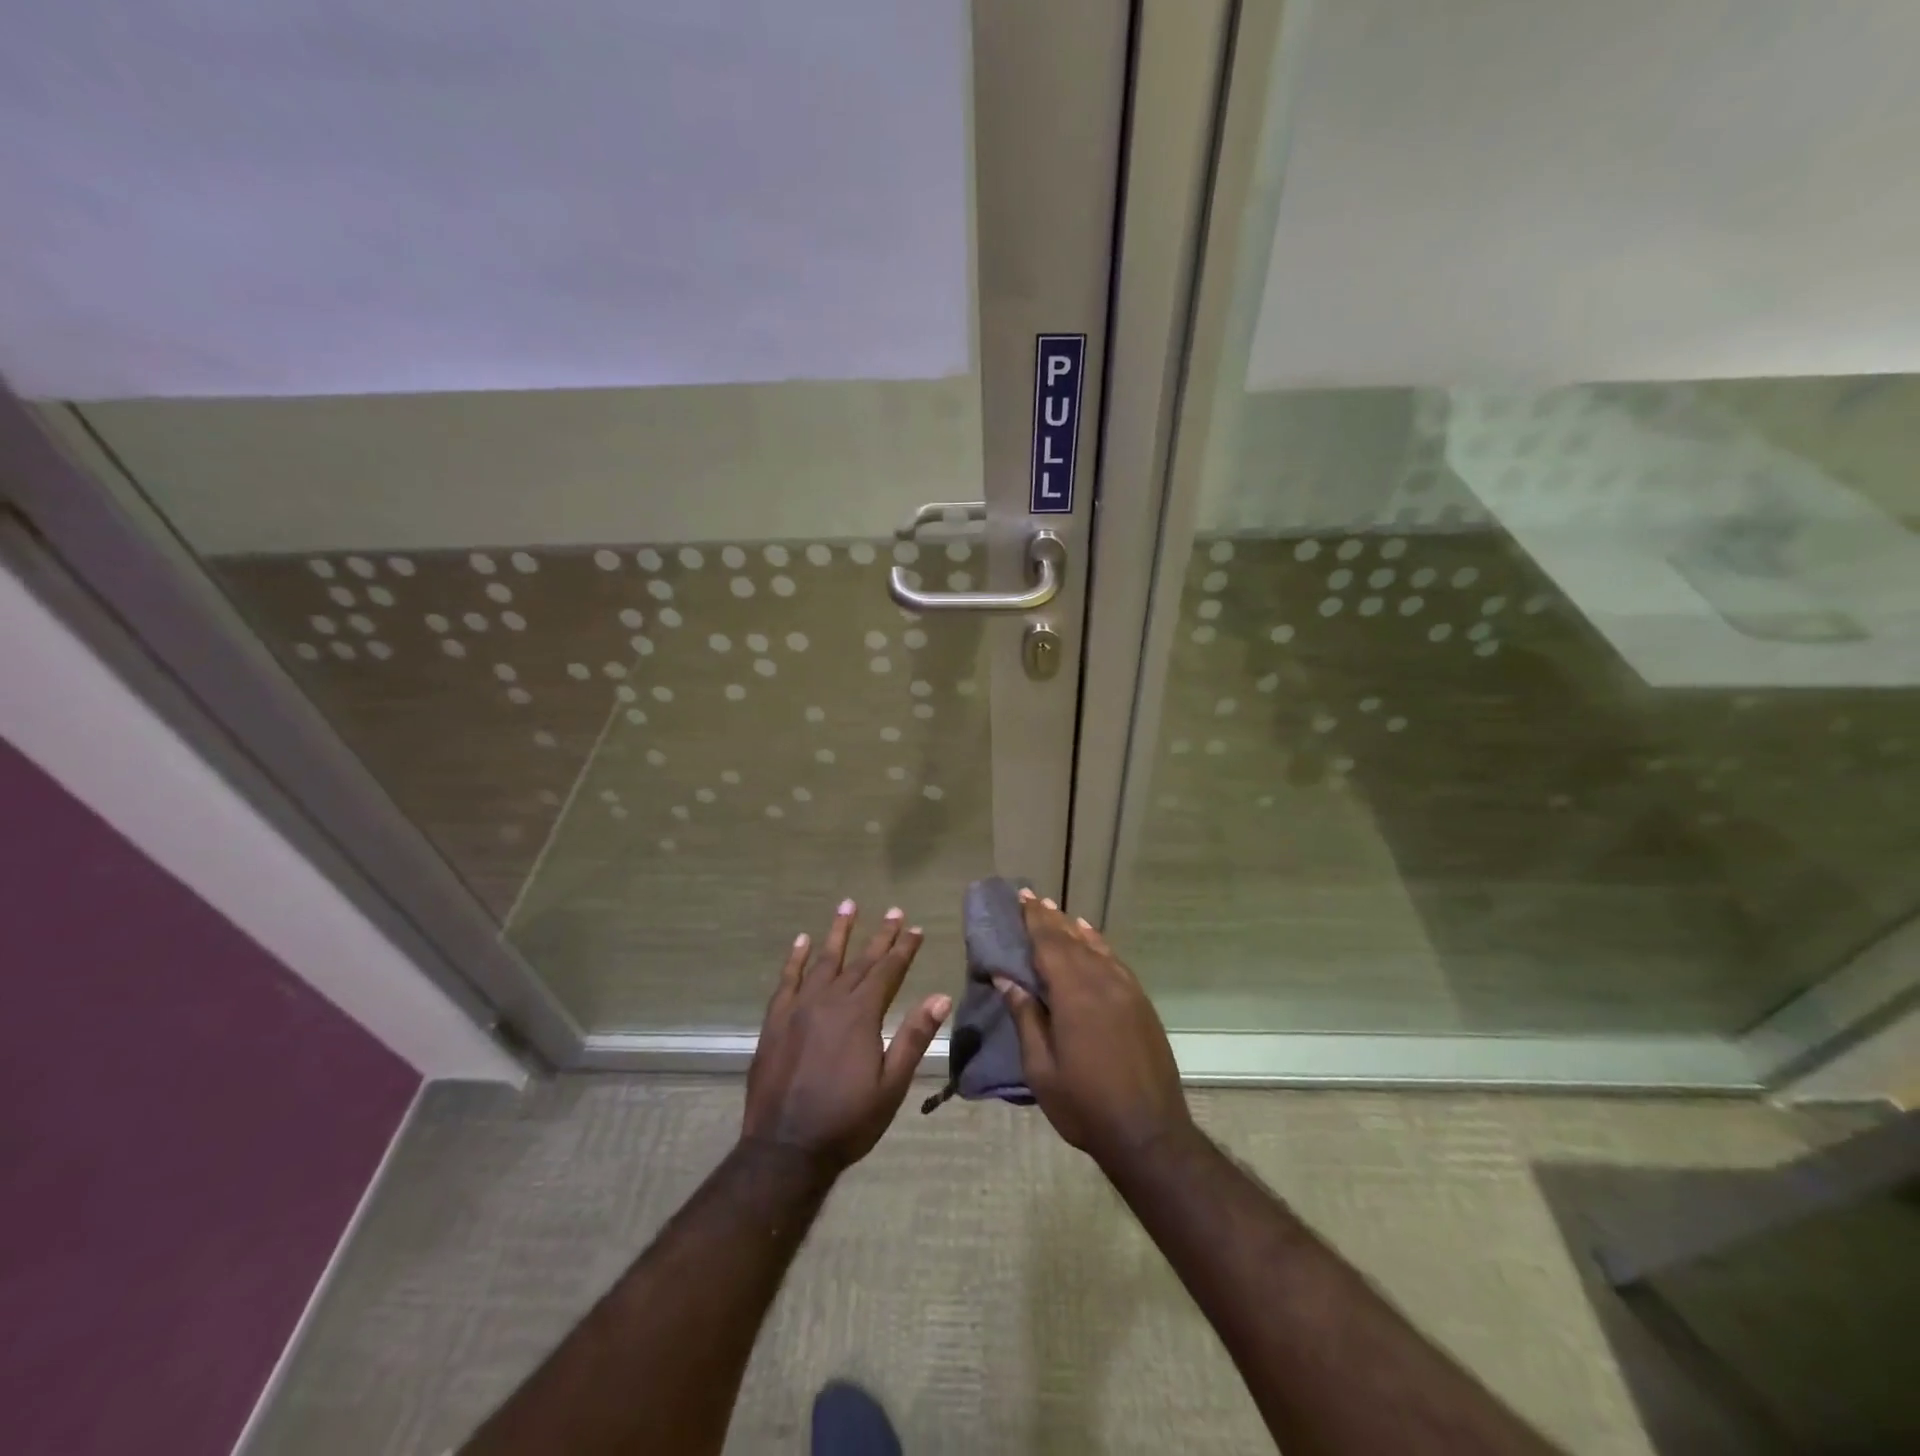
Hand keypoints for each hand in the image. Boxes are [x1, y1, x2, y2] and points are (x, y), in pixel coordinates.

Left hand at [742, 899, 951, 1173]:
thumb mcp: (891, 1085)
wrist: (785, 1149)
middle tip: (894, 911)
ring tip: (847, 905)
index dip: (904, 948)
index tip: (916, 928)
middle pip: (861, 961)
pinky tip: (802, 941)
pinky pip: (787, 980)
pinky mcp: (776, 1021)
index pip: (888, 971)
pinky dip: (796, 958)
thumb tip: (940, 997)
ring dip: (838, 933)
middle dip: (880, 936)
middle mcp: (830, 1001)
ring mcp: (799, 1008)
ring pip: (823, 961)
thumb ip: (913, 1037)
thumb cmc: (846, 1121)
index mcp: (861, 1014)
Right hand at [996, 891, 1190, 1168]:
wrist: (1149, 1133)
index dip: (1034, 919)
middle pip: (1071, 940)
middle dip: (1050, 918)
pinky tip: (1091, 939)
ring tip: (1057, 913)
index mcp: (1073, 994)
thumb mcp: (1041, 1068)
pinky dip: (1099, 945)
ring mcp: (1126, 990)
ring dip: (1074, 928)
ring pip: (1095, 947)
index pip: (1049, 944)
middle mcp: (1102, 981)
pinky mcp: (1141, 1003)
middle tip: (1032, 898)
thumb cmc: (1084, 1104)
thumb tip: (1007, 979)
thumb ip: (1026, 1018)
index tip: (1021, 897)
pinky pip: (1115, 961)